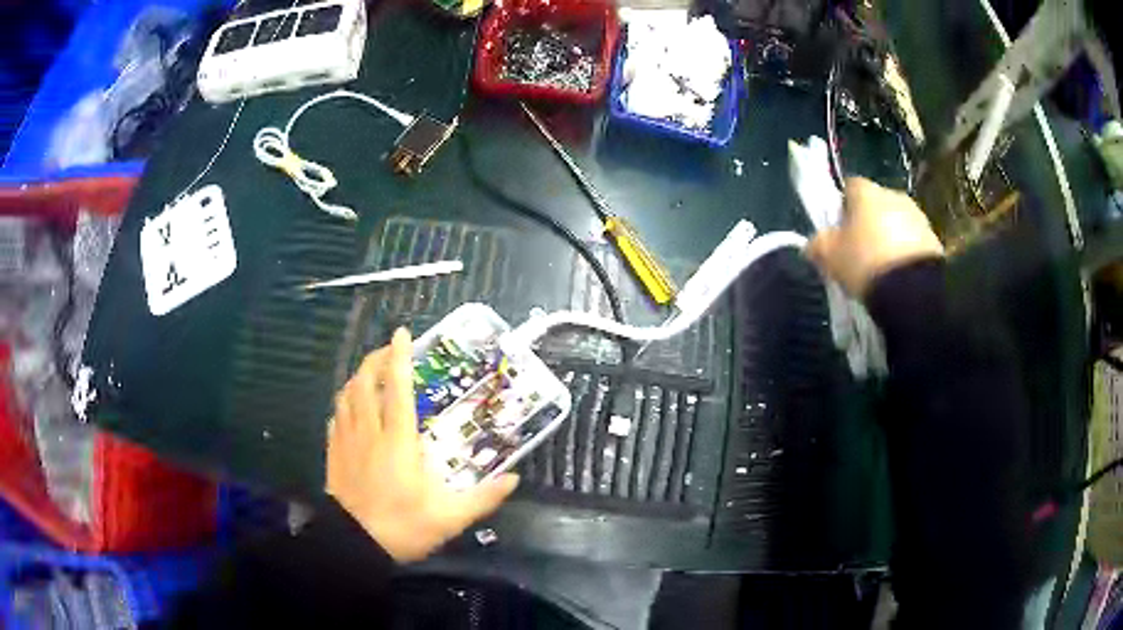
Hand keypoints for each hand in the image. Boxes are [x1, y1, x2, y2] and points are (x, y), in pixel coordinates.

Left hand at [326, 328, 518, 561]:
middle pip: (365, 383)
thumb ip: (483, 497)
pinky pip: (336, 417)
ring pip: (346, 396)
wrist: (354, 544)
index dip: (399, 357)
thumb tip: (513, 480)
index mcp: (398, 441)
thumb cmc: (403, 526)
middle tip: (388, 350)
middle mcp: (370, 432)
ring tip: (371, 373)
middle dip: (375, 359)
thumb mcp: (449, 517)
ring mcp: (347, 441)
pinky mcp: (333, 453)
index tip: (402, 332)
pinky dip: (344, 403)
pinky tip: (349, 407)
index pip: (398, 389)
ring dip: (358, 377)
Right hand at [808, 177, 944, 296]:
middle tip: (860, 251)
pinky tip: (899, 274)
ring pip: (896, 222)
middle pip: (875, 204)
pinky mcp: (933, 239)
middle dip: (868, 222)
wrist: (914, 292)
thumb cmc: (866, 263)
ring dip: (889, 237)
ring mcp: (917, 216)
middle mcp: (893, 194)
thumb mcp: (831, 258)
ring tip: (882, 267)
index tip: (839, 231)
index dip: (842, 207)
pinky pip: (913, 241)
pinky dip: (905, 252)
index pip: (849, 187)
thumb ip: (818, 245)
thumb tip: (812, 243)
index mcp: (865, 191)